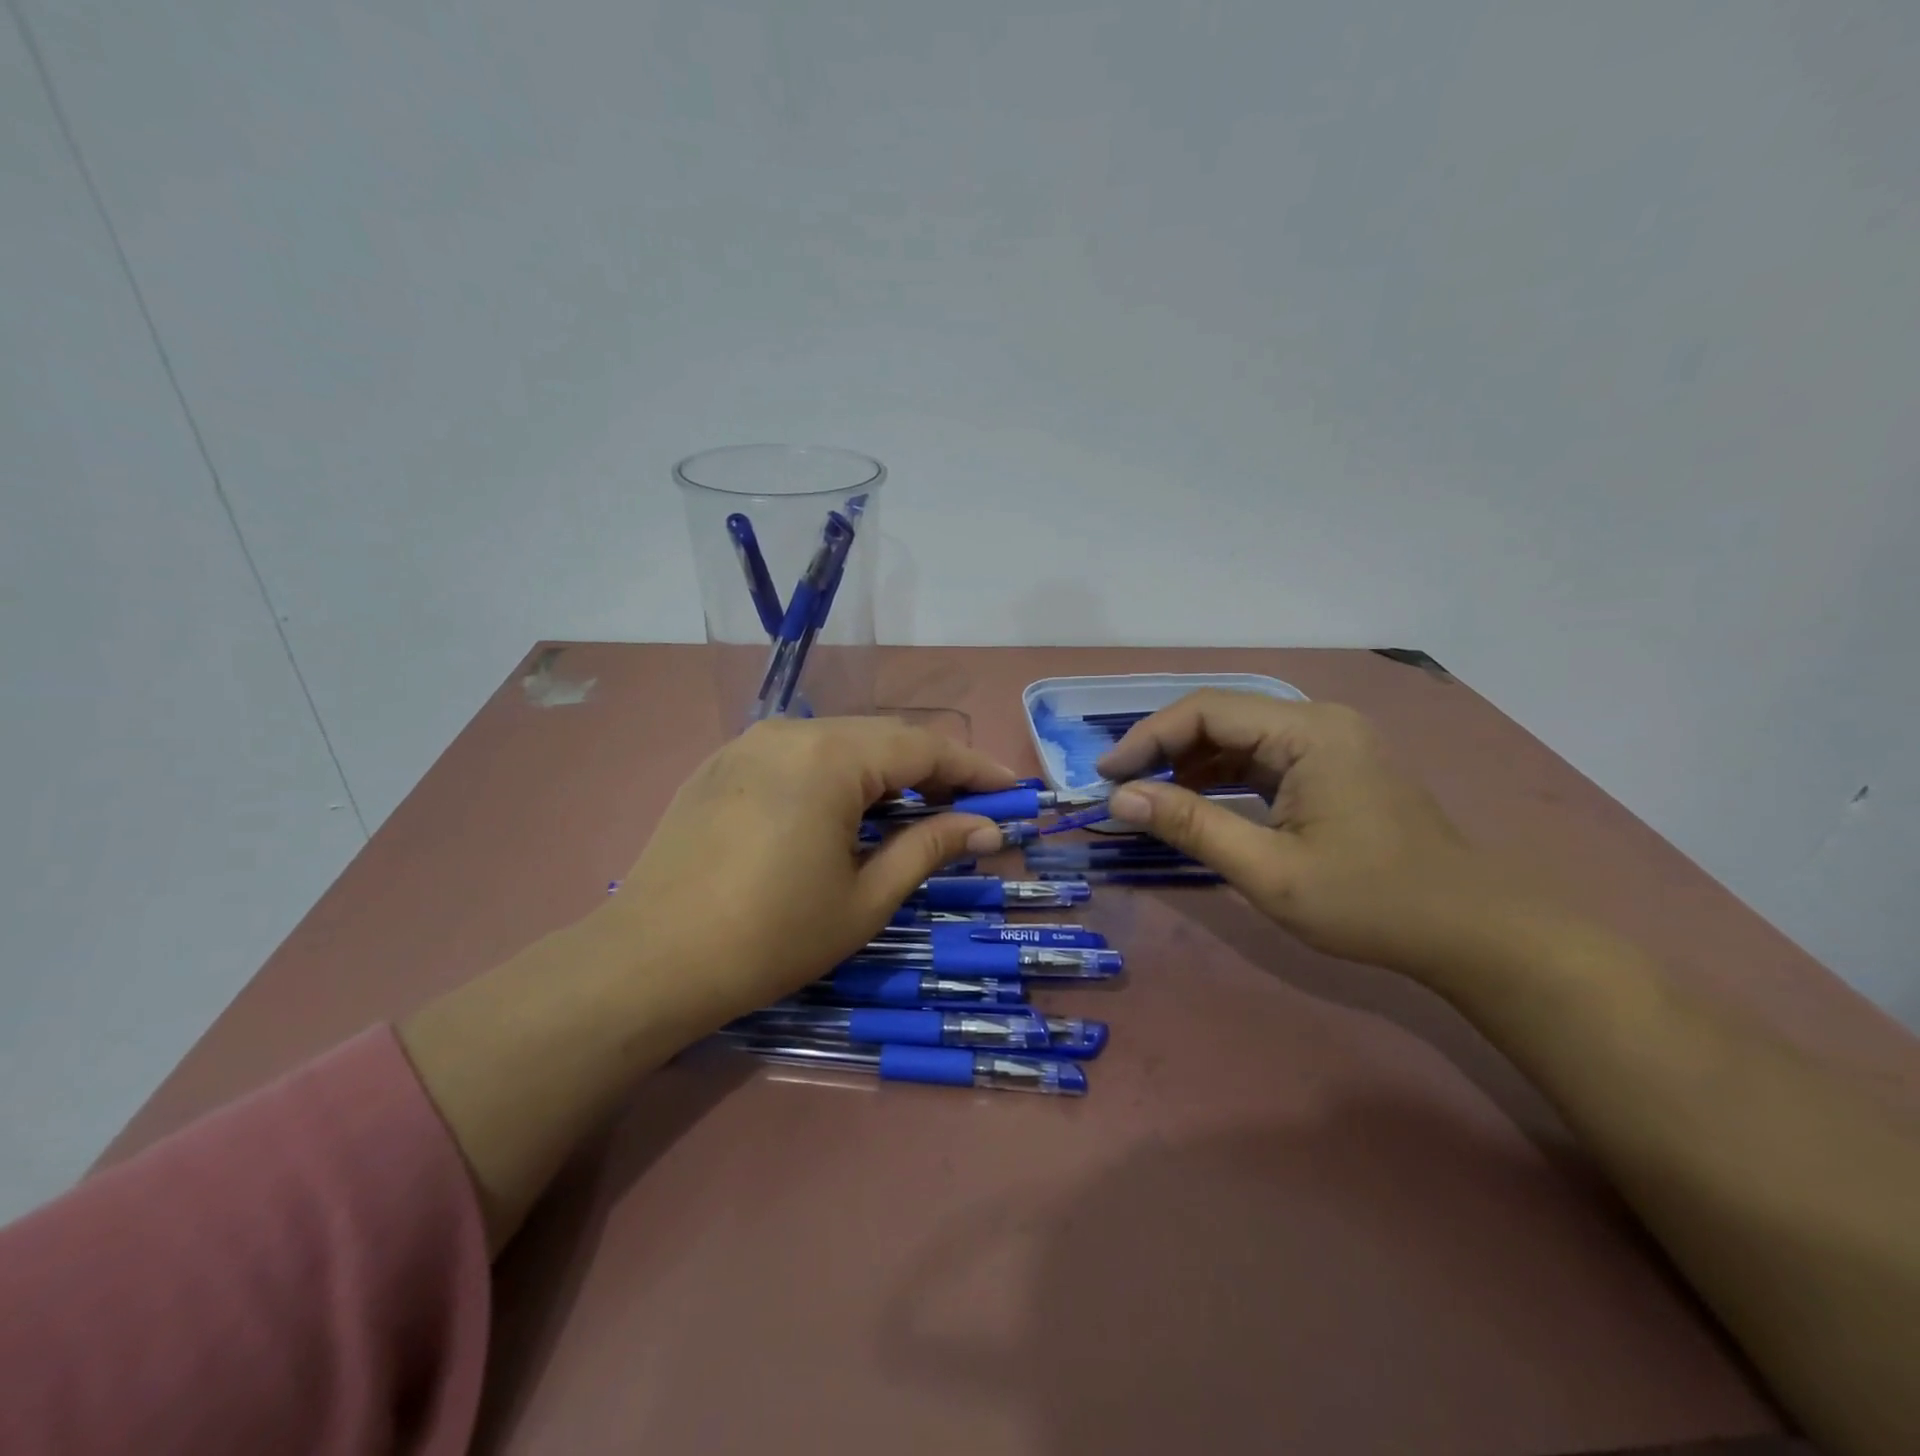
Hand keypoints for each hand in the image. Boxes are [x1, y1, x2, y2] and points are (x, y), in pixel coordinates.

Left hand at [602, 717, 1015, 1029]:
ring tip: (916, 812)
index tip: (1014, 791)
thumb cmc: (770, 937)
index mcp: (830, 756)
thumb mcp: (865, 898)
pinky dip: (839, 775)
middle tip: (970, 809)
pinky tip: (847, 811)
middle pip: (884, 738)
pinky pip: (800, 755)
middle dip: (934, 770)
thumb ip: (929, 848)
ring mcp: (750, 742)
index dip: (975, 769)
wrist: (649, 963)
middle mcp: (791, 730)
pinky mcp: (723, 763)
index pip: (924, 748)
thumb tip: (987, 827)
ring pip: (841, 743)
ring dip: (886, 772)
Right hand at [1097, 691, 1531, 980]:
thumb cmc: (1371, 901)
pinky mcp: (1332, 767)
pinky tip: (1195, 802)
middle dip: (1164, 748)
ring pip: (1238, 737)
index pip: (1206, 711)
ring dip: (1190, 763)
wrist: (1472, 931)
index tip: (1106, 776)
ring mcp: (1329, 743)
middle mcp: (1318, 721)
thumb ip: (1191, 826)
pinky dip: (1221, 777)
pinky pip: (1261, 758)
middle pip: (1220, 716)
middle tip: (1120, 787)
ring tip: (1148, 797)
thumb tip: (1119, 798)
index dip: (1147, 738)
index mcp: (1308, 732)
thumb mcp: (1269, 870)